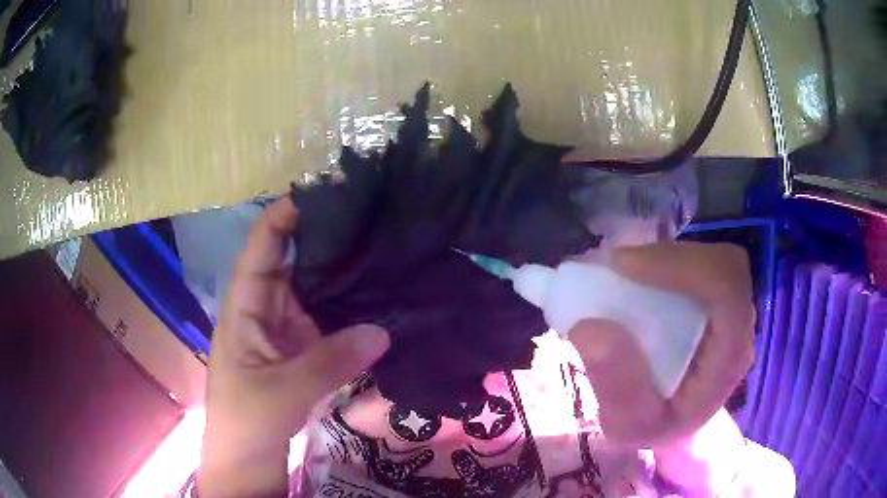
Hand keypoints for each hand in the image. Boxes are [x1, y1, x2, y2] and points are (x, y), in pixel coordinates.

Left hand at [199, 197, 389, 496]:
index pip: (261, 248)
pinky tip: (377, 298)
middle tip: (368, 219)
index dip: (284, 217)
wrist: (247, 460)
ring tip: (380, 249)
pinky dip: (349, 311)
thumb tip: (382, 330)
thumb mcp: (283, 391)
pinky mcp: (304, 352)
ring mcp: (287, 331)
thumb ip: (330, 362)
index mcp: (245, 308)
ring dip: (341, 276)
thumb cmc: (247, 421)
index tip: (322, 193)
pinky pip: (328, 323)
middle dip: (324, 241)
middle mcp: (265, 310)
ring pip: (314, 293)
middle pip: (293, 264)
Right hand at [570, 243, 753, 447]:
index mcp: (729, 355)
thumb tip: (589, 327)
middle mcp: (737, 323)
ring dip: (660, 257)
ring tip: (614, 272)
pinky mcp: (710, 296)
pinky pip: (693, 263)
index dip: (680, 266)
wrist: (674, 424)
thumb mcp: (629, 425)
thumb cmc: (657, 427)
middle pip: (718, 263)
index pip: (725, 288)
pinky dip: (661, 261)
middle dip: (665, 257)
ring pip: (705, 258)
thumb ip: (617, 386)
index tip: (621, 266)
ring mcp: (726, 305)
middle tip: (612, 267)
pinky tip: (630, 277)